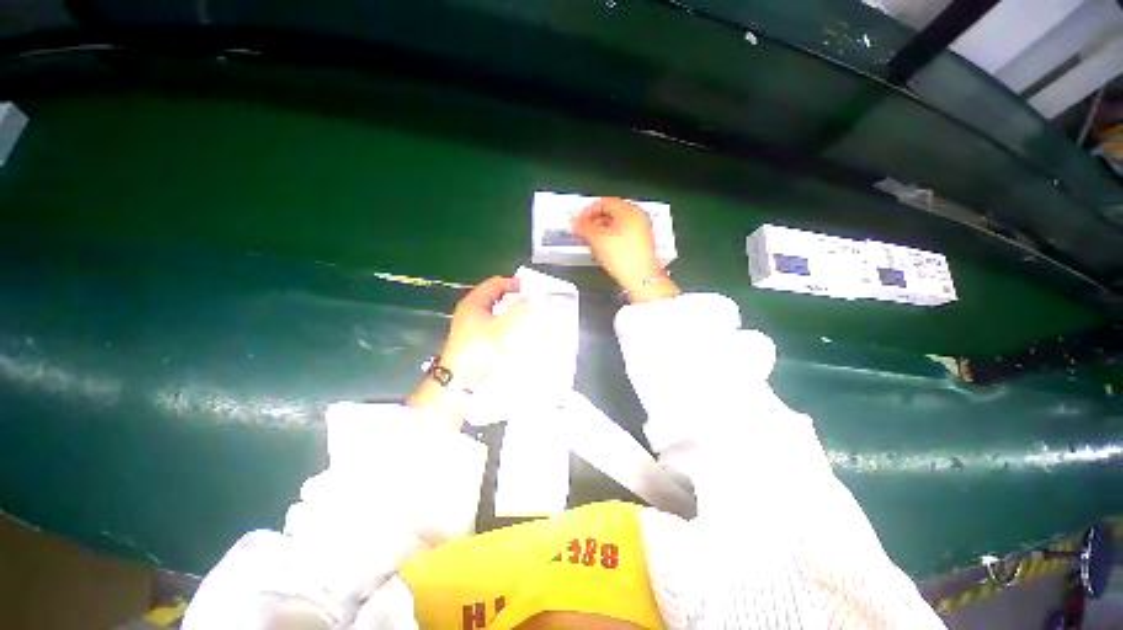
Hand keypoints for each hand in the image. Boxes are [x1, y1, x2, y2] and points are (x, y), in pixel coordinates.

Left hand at [407, 276, 530, 426]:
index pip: (495, 283)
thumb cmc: (479, 349)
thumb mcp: (504, 327)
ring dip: (510, 312)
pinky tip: (514, 333)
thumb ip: (520, 309)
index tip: (530, 288)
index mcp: (474, 303)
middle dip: (513, 298)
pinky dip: (505, 324)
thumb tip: (533, 297)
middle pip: (495, 297)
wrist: (460, 379)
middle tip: (531, 302)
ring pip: (495, 312)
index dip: (512, 283)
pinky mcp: (474, 340)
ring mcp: (471, 326)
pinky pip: (493, 325)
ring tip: (526, 317)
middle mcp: (470, 312)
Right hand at [572, 198, 679, 302]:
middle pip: (611, 212)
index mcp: (629, 210)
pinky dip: (610, 238)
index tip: (579, 221)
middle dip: (594, 221)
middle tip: (582, 231)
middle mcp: (638, 216)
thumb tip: (576, 222)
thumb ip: (584, 227)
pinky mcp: (642, 243)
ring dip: (601, 230)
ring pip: (616, 224)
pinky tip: (603, 248)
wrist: (641, 279)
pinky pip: (623, 234)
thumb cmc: (622, 257)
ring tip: (590, 241)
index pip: (604, 202)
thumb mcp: (597, 239)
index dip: (588, 210)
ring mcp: (641, 230)